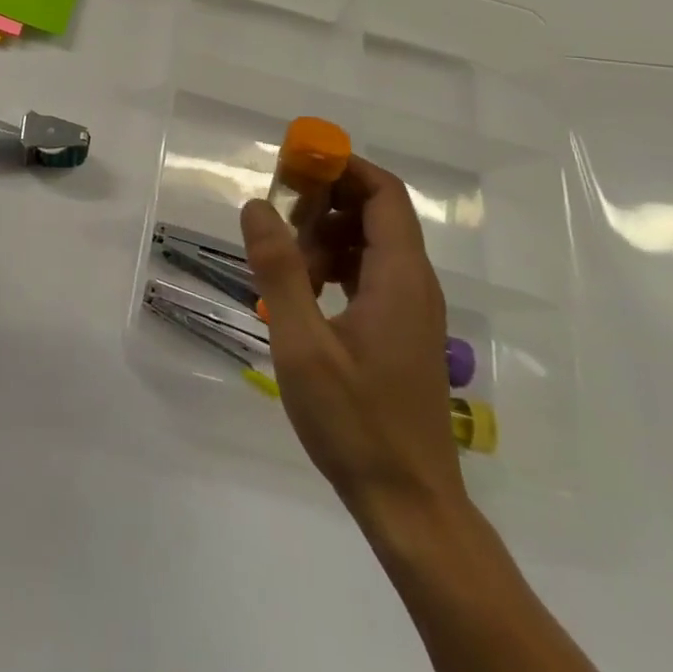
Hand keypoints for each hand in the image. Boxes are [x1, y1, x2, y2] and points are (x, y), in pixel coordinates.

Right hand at [240, 156, 464, 528]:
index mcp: (400, 277)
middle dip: (324, 204)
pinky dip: (335, 267)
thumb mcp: (302, 343)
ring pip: (370, 243)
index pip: (383, 192)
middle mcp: (415, 283)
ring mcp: (411, 308)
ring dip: (326, 239)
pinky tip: (305, 296)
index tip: (293, 167)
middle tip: (278, 227)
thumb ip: (279, 269)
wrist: (409, 504)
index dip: (341, 167)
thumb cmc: (355, 422)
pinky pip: (370, 273)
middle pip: (375, 212)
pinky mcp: (401, 330)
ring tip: (288, 273)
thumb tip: (257, 204)